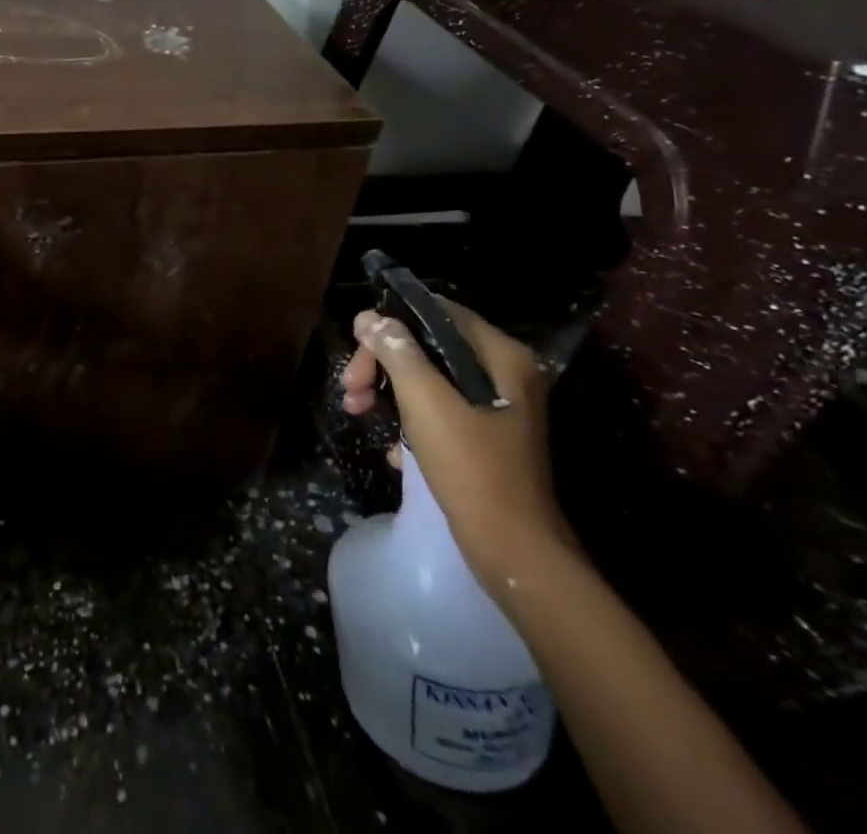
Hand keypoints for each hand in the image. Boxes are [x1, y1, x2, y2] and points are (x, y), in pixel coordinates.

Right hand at [342, 300, 573, 589]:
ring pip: (428, 380)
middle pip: (428, 347)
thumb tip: (369, 317)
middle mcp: (504, 374)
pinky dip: (410, 422)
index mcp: (502, 357)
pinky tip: (394, 452)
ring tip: (358, 412)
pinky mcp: (485, 438)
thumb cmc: (473, 469)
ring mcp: (496, 408)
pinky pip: (438, 411)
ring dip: (389, 392)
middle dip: (383, 364)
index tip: (357, 348)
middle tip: (351, 388)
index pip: (436, 313)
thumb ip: (398, 352)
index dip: (391, 323)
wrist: (515, 555)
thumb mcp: (426, 403)